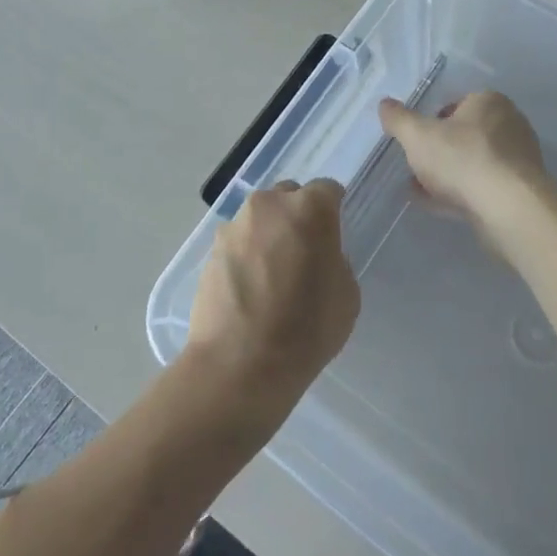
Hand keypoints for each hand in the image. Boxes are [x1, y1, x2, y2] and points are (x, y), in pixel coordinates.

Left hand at [186, 181, 357, 403]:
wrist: (239, 365)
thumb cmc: (306, 329)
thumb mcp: (346, 294)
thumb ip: (334, 260)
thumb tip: (316, 257)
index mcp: (310, 208)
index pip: (327, 190)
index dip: (333, 209)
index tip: (333, 232)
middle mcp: (269, 205)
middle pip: (289, 197)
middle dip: (297, 216)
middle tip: (303, 251)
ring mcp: (234, 226)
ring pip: (260, 219)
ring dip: (269, 234)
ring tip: (272, 273)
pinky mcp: (210, 250)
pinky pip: (238, 242)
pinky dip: (246, 255)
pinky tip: (250, 287)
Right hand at [378, 91, 549, 230]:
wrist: (508, 207)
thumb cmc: (462, 158)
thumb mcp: (418, 136)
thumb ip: (399, 119)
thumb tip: (384, 104)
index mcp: (489, 102)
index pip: (456, 104)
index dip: (432, 122)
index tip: (416, 142)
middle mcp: (509, 124)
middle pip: (466, 135)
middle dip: (440, 151)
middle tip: (416, 167)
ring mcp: (518, 159)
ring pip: (474, 163)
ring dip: (448, 175)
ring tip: (420, 190)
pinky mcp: (520, 190)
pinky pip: (484, 187)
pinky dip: (461, 193)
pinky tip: (439, 206)